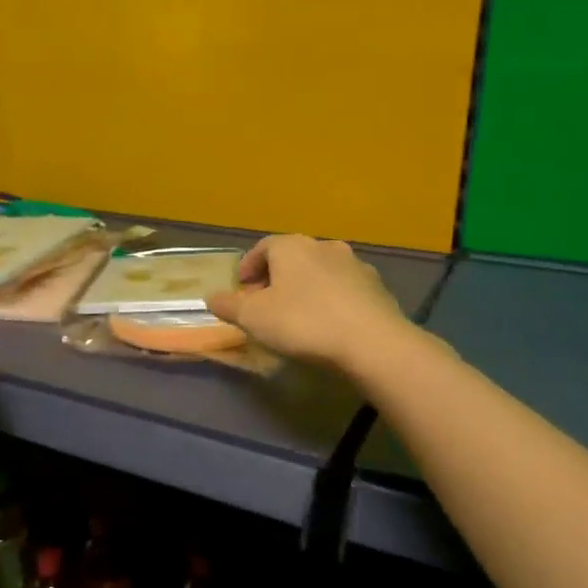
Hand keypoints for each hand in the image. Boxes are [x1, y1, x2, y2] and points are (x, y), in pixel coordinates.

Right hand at [205, 235, 413, 373]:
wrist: (371, 341)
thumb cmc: (302, 322)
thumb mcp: (253, 318)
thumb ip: (228, 305)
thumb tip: (211, 297)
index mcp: (291, 246)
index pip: (262, 247)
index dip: (248, 267)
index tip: (241, 289)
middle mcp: (324, 246)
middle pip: (292, 258)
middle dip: (276, 278)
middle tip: (265, 304)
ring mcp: (355, 265)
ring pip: (320, 272)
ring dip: (305, 288)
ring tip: (297, 315)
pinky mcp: (377, 288)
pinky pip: (343, 289)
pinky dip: (330, 300)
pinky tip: (327, 324)